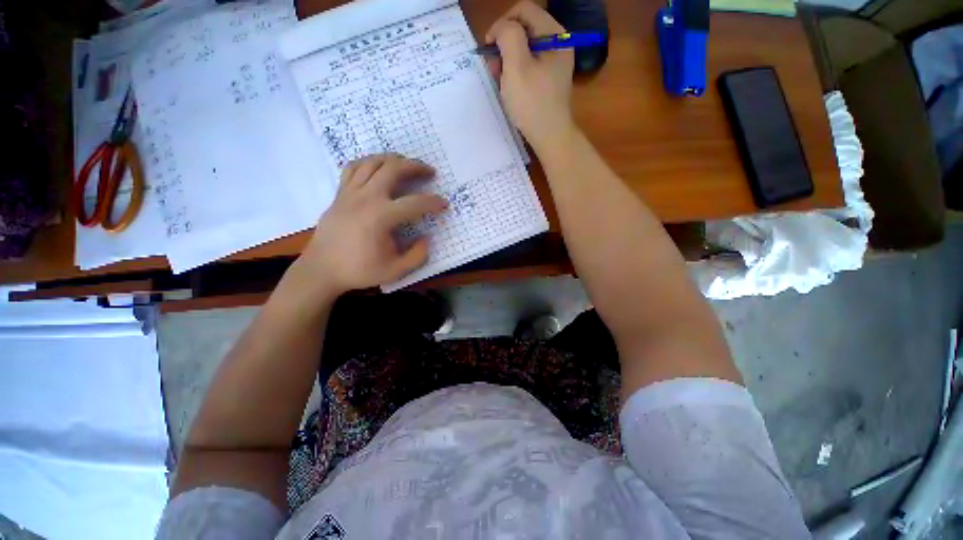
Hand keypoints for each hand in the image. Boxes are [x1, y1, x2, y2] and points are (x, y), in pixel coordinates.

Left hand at [298, 154, 446, 295]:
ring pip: (373, 162)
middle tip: (429, 171)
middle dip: (415, 166)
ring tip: (406, 164)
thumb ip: (417, 255)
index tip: (444, 204)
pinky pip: (353, 168)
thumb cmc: (359, 271)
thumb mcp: (395, 271)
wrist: (321, 270)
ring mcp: (350, 193)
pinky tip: (377, 168)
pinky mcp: (340, 194)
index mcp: (381, 217)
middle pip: (393, 169)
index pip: (415, 203)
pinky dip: (369, 163)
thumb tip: (426, 239)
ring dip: (393, 159)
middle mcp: (366, 198)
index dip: (433, 202)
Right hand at [485, 1, 575, 151]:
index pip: (523, 10)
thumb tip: (502, 28)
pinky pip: (528, 64)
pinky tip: (509, 86)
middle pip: (524, 28)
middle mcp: (557, 42)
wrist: (550, 136)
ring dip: (507, 59)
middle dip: (504, 44)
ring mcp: (554, 61)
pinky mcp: (549, 77)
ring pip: (524, 47)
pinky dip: (515, 71)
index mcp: (554, 34)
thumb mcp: (516, 66)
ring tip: (500, 80)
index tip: (489, 47)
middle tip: (494, 68)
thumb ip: (508, 36)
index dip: (502, 23)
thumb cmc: (532, 103)